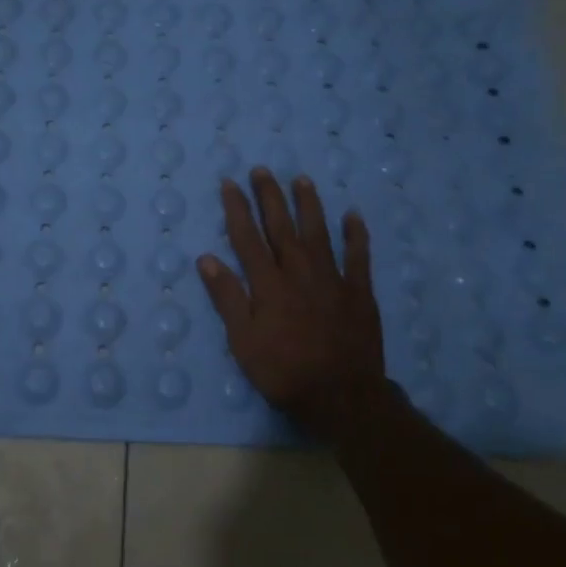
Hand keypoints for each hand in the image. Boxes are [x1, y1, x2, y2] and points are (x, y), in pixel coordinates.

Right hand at [197, 169, 388, 439]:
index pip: (247, 237)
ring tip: (302, 179)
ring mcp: (332, 279)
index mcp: (268, 284)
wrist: (342, 397)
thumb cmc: (284, 372)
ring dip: (309, 204)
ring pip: (318, 233)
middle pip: (281, 227)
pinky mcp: (359, 292)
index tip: (229, 183)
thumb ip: (227, 297)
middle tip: (262, 170)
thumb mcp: (243, 341)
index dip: (237, 208)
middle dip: (270, 196)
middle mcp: (298, 272)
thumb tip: (206, 258)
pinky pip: (359, 257)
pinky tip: (353, 215)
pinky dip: (356, 235)